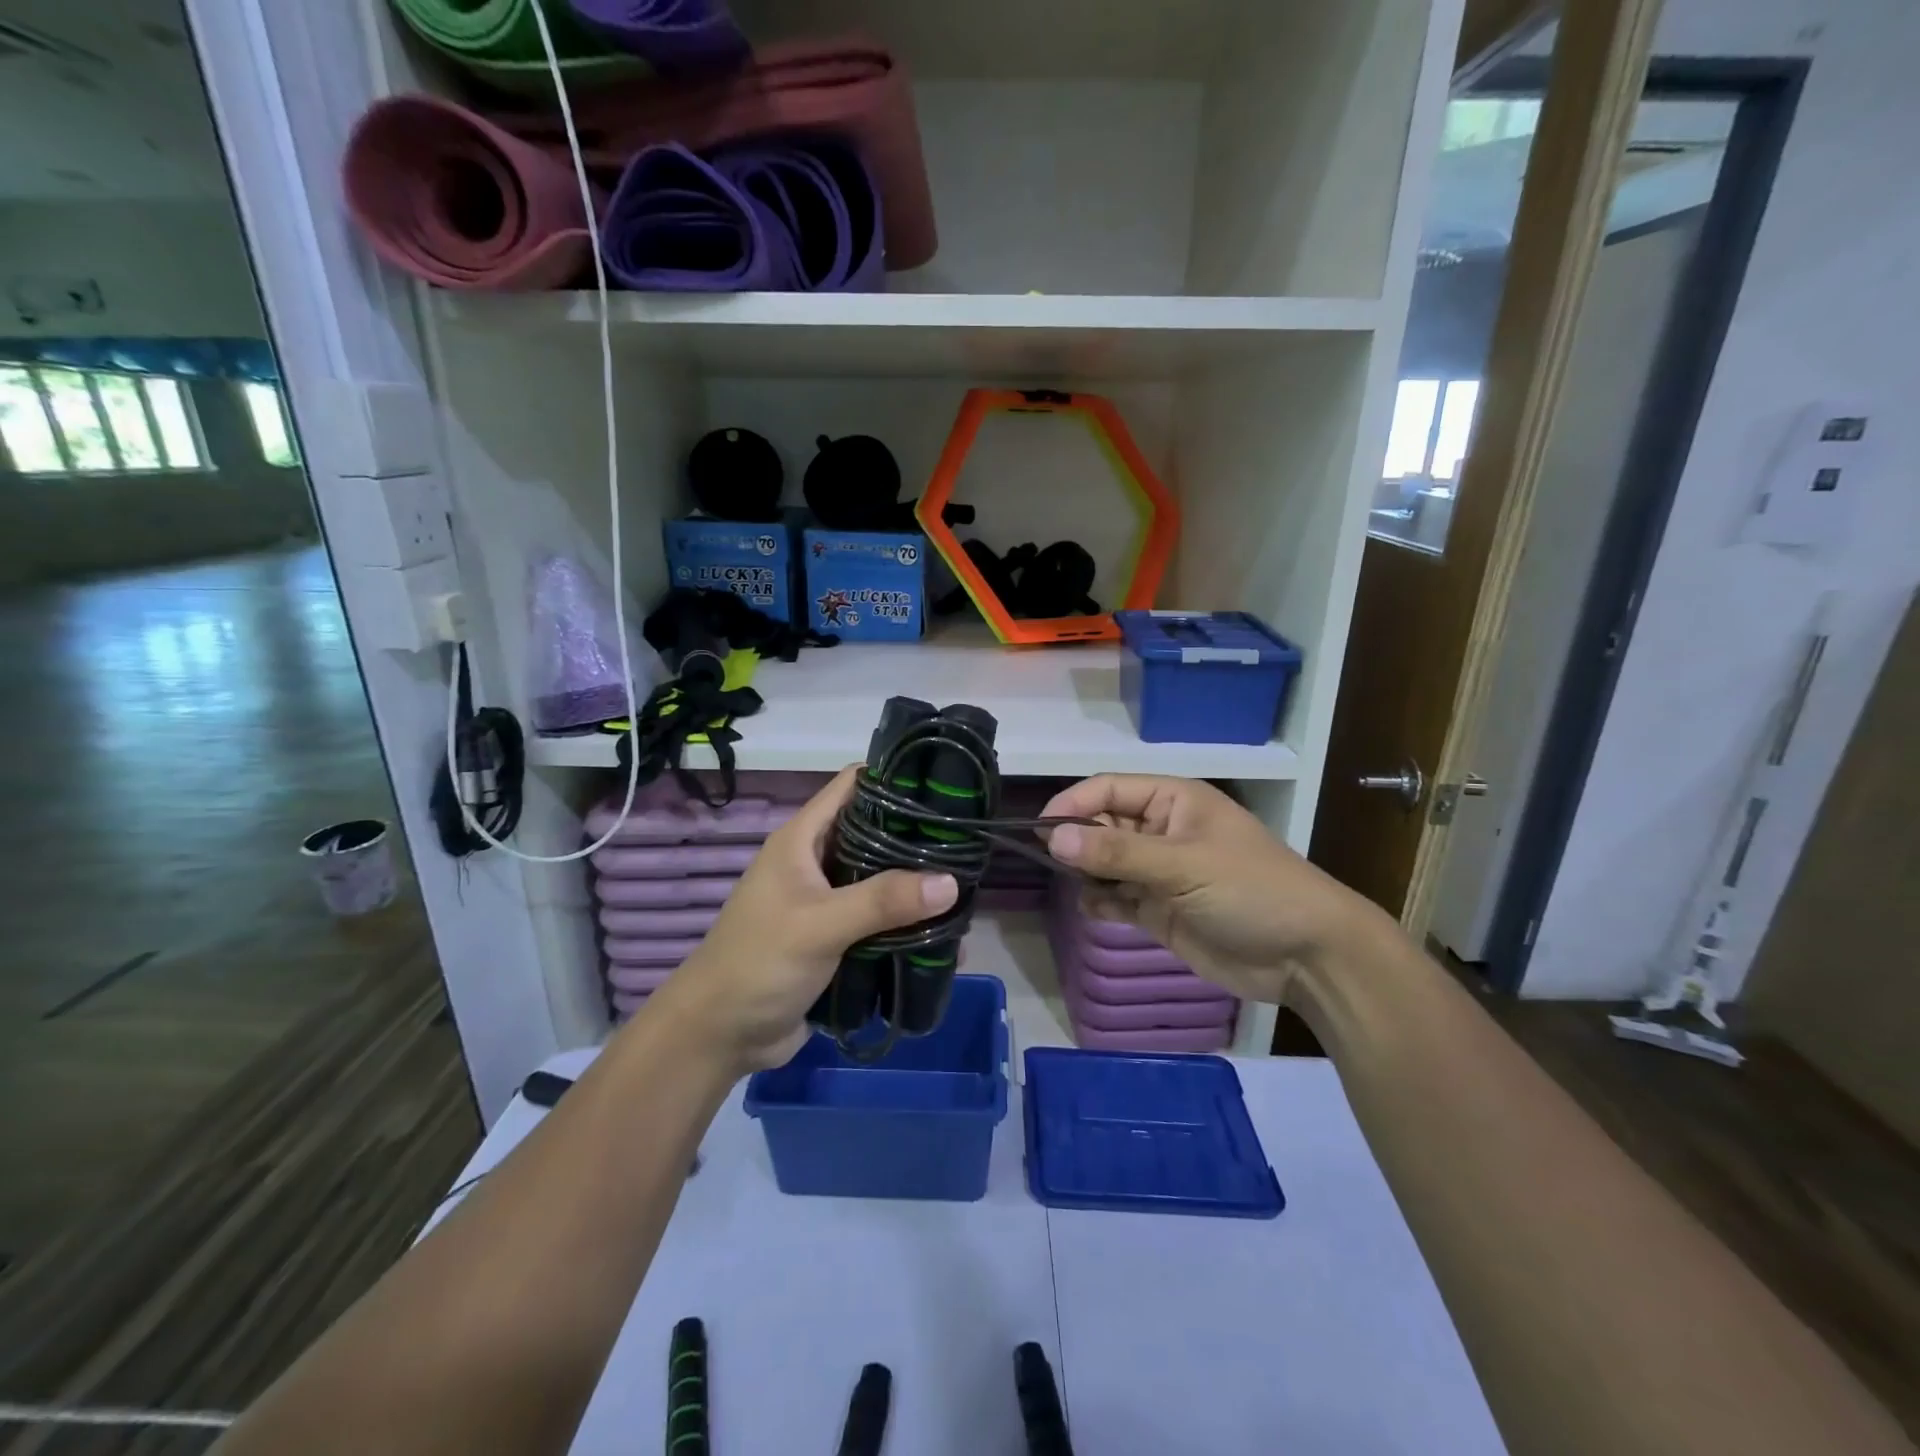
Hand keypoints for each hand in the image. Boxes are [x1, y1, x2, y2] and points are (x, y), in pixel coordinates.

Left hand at [648, 767, 958, 1074]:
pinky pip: (879, 921)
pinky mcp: (836, 938)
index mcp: (803, 839)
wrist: (719, 1035)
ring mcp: (827, 901)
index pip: (852, 785)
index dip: (895, 778)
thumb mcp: (820, 925)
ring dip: (916, 887)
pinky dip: (907, 925)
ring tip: (967, 890)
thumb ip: (883, 900)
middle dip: (917, 838)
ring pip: (881, 880)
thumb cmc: (759, 964)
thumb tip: (951, 882)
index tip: (944, 785)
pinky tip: (945, 936)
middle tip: (969, 844)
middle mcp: (817, 862)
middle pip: (875, 833)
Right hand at [1042, 775, 1393, 1008]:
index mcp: (1172, 801)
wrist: (1307, 956)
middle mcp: (1161, 830)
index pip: (1108, 789)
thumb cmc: (1250, 890)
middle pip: (1102, 824)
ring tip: (1079, 886)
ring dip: (1086, 872)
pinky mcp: (1159, 910)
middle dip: (1077, 840)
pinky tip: (1098, 909)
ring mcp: (1160, 872)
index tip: (1039, 830)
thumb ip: (1117, 851)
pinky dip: (1101, 901)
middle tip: (1053, 863)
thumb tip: (1052, 835)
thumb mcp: (1183, 864)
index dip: (1072, 804)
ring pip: (1105, 862)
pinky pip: (1116, 897)